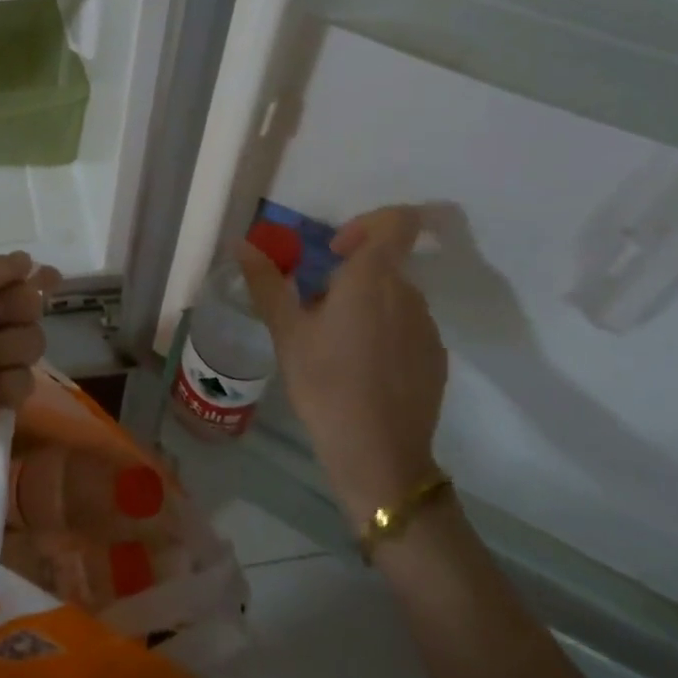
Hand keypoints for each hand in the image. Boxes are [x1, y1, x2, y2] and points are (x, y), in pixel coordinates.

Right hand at [236, 207, 447, 527]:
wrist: (379, 455)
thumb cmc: (325, 383)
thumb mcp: (286, 332)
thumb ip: (266, 282)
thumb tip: (242, 243)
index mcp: (373, 278)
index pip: (398, 221)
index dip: (368, 222)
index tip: (335, 250)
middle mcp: (408, 294)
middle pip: (385, 263)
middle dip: (349, 276)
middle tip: (314, 312)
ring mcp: (427, 328)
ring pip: (393, 297)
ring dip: (365, 306)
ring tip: (333, 347)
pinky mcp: (435, 358)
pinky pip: (406, 327)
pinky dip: (382, 333)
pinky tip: (359, 371)